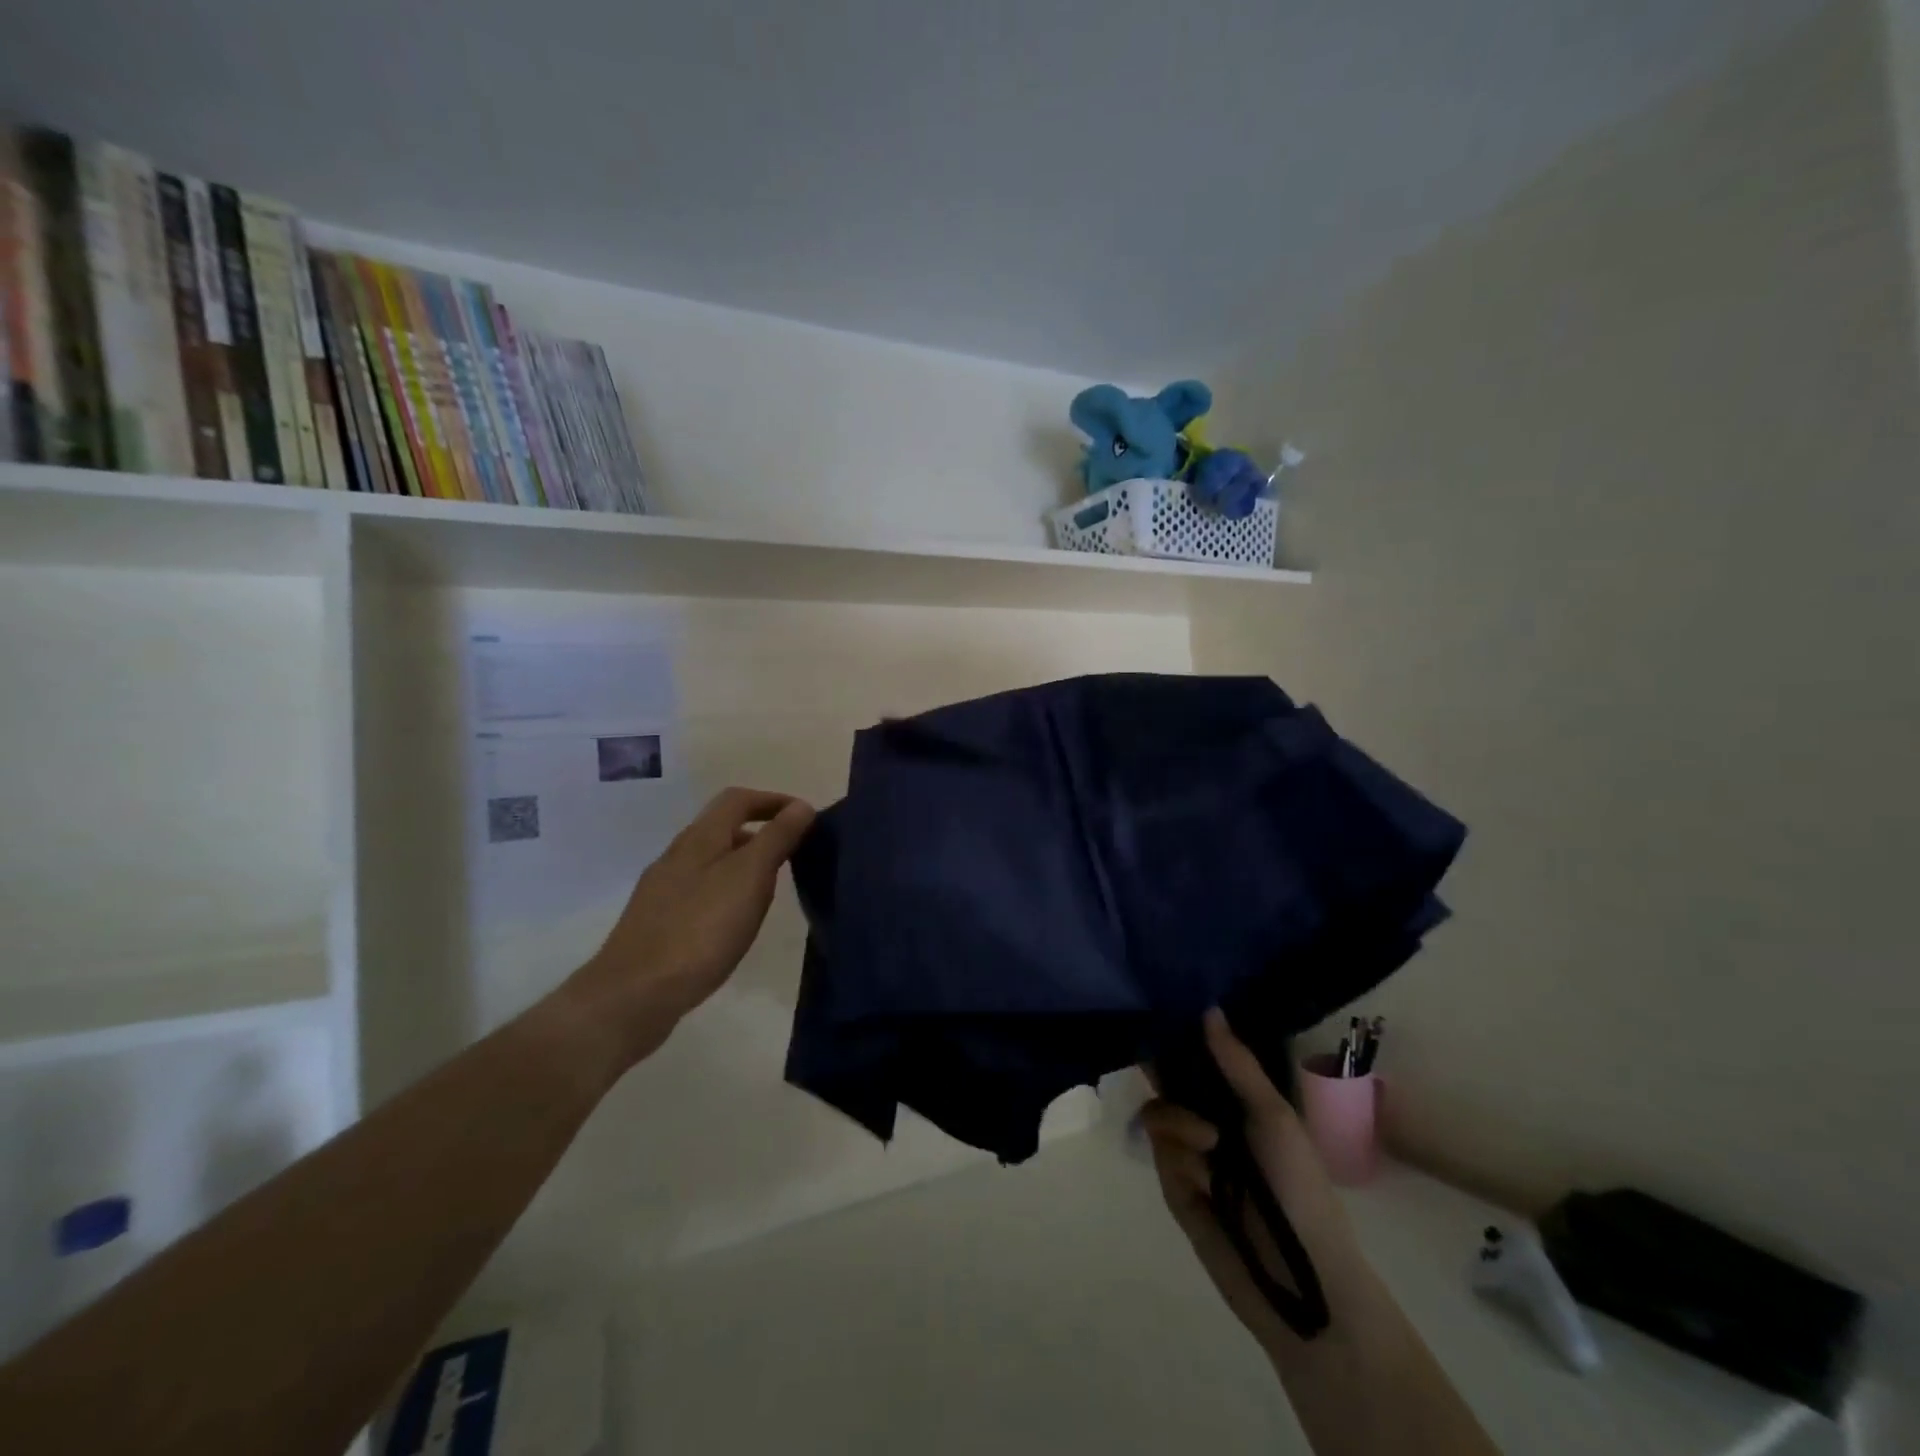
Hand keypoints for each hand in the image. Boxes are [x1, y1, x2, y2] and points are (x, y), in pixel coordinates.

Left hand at [561, 787, 814, 1068]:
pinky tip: (735, 920)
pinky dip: (726, 890)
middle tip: (795, 852)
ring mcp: (662, 889)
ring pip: (710, 860)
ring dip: (744, 861)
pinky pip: (700, 890)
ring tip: (772, 887)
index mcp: (700, 838)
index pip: (738, 799)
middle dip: (761, 831)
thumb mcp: (749, 877)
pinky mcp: (657, 921)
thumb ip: (777, 838)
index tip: (806, 817)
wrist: (634, 994)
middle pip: (722, 827)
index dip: (773, 800)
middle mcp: (677, 855)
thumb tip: (802, 806)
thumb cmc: (700, 930)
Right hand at [1141, 1010, 1380, 1358]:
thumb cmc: (1299, 1187)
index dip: (1181, 1039)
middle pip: (1170, 1084)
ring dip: (1180, 1124)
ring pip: (1160, 1117)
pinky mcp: (1176, 1190)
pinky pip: (1162, 1157)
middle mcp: (1212, 1123)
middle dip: (1166, 1077)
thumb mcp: (1273, 1117)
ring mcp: (1192, 1158)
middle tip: (1158, 1065)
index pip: (1200, 1060)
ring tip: (1209, 1146)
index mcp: (1240, 1103)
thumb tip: (1208, 1008)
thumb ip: (1237, 1064)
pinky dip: (1179, 1162)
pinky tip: (1202, 1180)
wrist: (1304, 1281)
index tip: (1160, 1013)